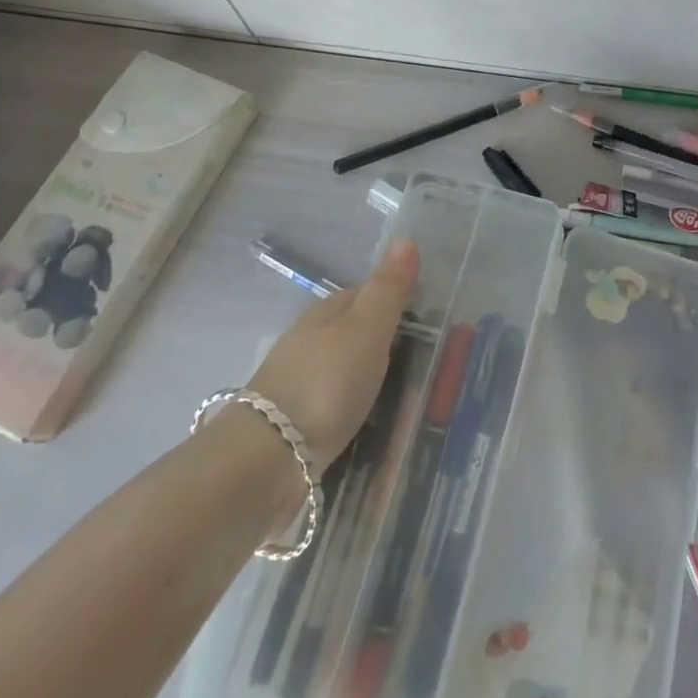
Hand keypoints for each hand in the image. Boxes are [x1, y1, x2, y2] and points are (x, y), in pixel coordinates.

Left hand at [249, 238, 419, 467]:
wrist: (267, 460)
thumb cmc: (325, 384)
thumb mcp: (367, 330)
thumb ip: (388, 289)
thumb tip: (406, 238)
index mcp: (326, 312)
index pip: (368, 295)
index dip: (398, 304)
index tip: (431, 323)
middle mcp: (310, 341)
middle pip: (356, 334)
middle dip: (386, 346)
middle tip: (427, 367)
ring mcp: (299, 383)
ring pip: (346, 372)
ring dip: (370, 382)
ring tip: (407, 403)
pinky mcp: (295, 424)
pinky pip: (337, 408)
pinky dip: (356, 412)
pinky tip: (372, 427)